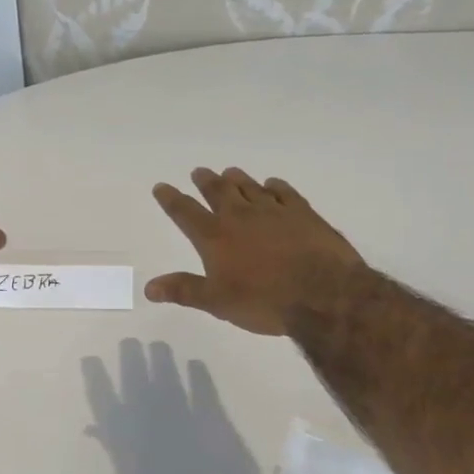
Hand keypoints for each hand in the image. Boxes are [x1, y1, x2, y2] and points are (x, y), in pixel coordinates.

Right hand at [145, 167, 364, 334]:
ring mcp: (273, 211)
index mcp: (215, 237)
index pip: (185, 212)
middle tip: (199, 172)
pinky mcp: (303, 213)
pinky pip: (284, 192)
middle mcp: (240, 216)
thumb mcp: (217, 302)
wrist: (324, 294)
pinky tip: (272, 184)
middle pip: (217, 191)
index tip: (161, 186)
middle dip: (205, 181)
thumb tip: (149, 288)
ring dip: (237, 179)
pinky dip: (274, 186)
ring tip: (229, 172)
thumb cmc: (264, 301)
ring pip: (249, 187)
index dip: (171, 199)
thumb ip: (184, 291)